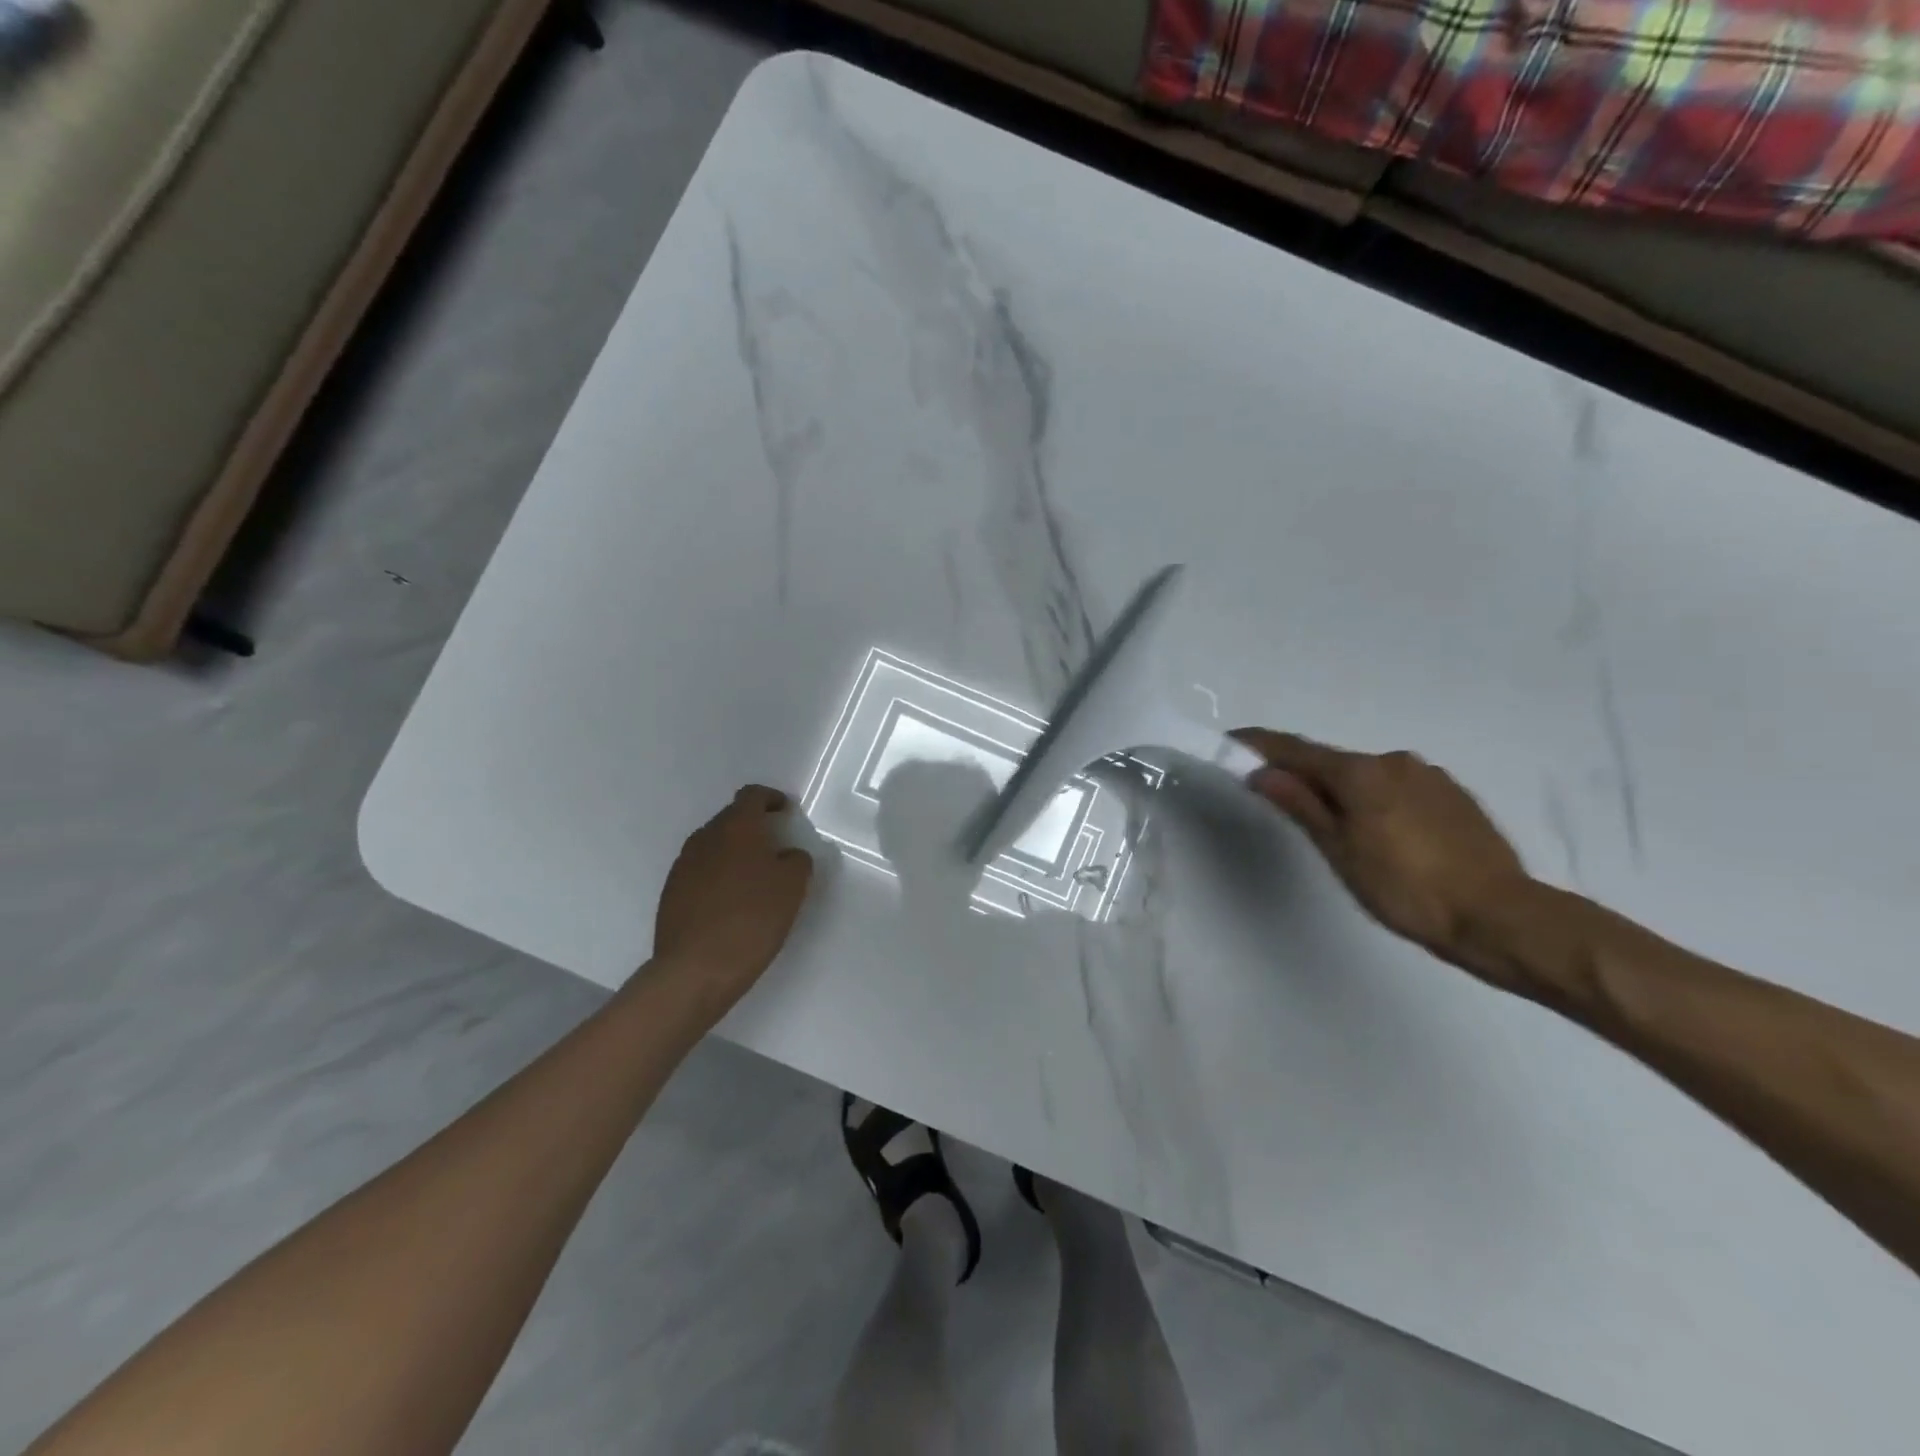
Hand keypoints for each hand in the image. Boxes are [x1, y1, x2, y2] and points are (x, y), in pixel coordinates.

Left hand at [653, 785, 814, 1009]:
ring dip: (734, 852)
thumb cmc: (752, 919)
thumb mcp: (793, 887)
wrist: (695, 969)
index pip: (752, 795)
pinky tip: (731, 901)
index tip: (786, 813)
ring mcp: (683, 865)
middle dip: (754, 826)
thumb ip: (797, 861)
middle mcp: (705, 837)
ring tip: (754, 877)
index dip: (771, 799)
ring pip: (714, 845)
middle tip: (776, 847)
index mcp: (736, 827)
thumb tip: (788, 855)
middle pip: (731, 818)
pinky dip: (718, 875)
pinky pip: (700, 871)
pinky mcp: (671, 892)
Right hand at [1232, 729, 1531, 976]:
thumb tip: (1263, 773)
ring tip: (1340, 831)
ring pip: (1368, 777)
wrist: (1500, 916)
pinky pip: (1398, 788)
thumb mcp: (1340, 850)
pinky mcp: (1454, 795)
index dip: (1260, 745)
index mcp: (1361, 772)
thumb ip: (1300, 805)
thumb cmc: (1406, 888)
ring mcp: (1429, 776)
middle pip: (1333, 763)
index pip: (1296, 750)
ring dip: (1344, 792)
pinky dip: (1377, 800)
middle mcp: (1394, 761)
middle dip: (1304, 776)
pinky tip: (1384, 835)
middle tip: (1283, 802)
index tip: (1231, 740)